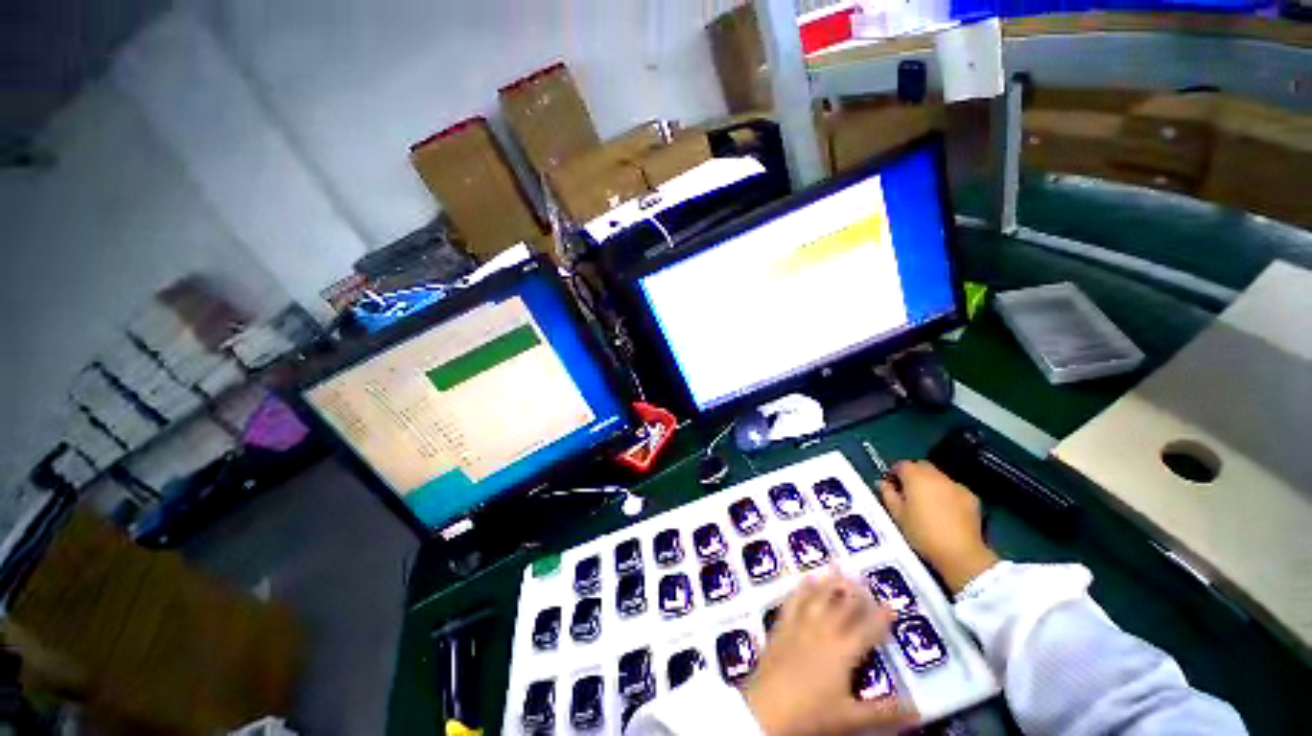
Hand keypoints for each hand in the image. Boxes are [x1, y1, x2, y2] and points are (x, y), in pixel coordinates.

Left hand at [744, 571, 915, 735]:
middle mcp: (822, 632)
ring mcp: (799, 626)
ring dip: (828, 582)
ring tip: (836, 566)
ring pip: (817, 598)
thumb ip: (884, 713)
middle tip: (863, 577)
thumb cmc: (812, 715)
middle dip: (854, 592)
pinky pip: (792, 602)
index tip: (891, 605)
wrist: (767, 709)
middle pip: (841, 607)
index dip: (880, 618)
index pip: (867, 630)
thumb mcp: (851, 718)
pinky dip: (800, 589)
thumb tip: (919, 711)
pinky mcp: (781, 627)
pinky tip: (803, 579)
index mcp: (842, 652)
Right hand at [879, 460, 997, 593]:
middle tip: (908, 493)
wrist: (960, 553)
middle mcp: (937, 475)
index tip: (891, 486)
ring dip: (930, 484)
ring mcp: (956, 486)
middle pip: (921, 466)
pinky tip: (945, 511)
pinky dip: (946, 494)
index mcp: (916, 476)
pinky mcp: (972, 498)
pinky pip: (953, 489)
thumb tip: (883, 483)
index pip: (901, 465)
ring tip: (927, 503)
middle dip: (913, 475)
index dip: (894, 473)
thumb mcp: (896, 514)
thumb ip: (887, 494)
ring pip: (938, 477)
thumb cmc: (922, 533)